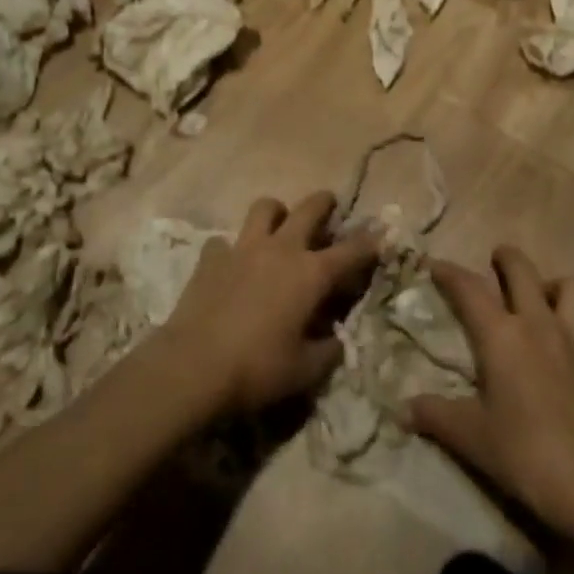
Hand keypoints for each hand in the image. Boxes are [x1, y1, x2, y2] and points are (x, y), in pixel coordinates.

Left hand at [160, 191, 377, 414]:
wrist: (192, 368)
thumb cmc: (257, 370)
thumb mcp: (305, 371)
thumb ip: (328, 351)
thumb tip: (337, 339)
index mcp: (311, 274)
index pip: (351, 250)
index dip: (370, 242)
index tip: (381, 235)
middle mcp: (281, 249)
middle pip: (309, 208)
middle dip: (324, 203)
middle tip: (329, 207)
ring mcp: (243, 248)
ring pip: (264, 208)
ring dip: (276, 213)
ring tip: (278, 227)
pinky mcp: (211, 257)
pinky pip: (224, 241)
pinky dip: (231, 249)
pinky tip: (231, 266)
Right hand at [408, 247, 573, 553]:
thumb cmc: (526, 455)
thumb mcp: (471, 438)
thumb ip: (435, 416)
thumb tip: (402, 409)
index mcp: (502, 336)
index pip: (469, 288)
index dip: (449, 272)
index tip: (433, 264)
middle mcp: (540, 326)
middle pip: (523, 270)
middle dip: (506, 258)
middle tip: (494, 263)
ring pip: (571, 289)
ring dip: (552, 286)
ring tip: (539, 300)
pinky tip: (571, 363)